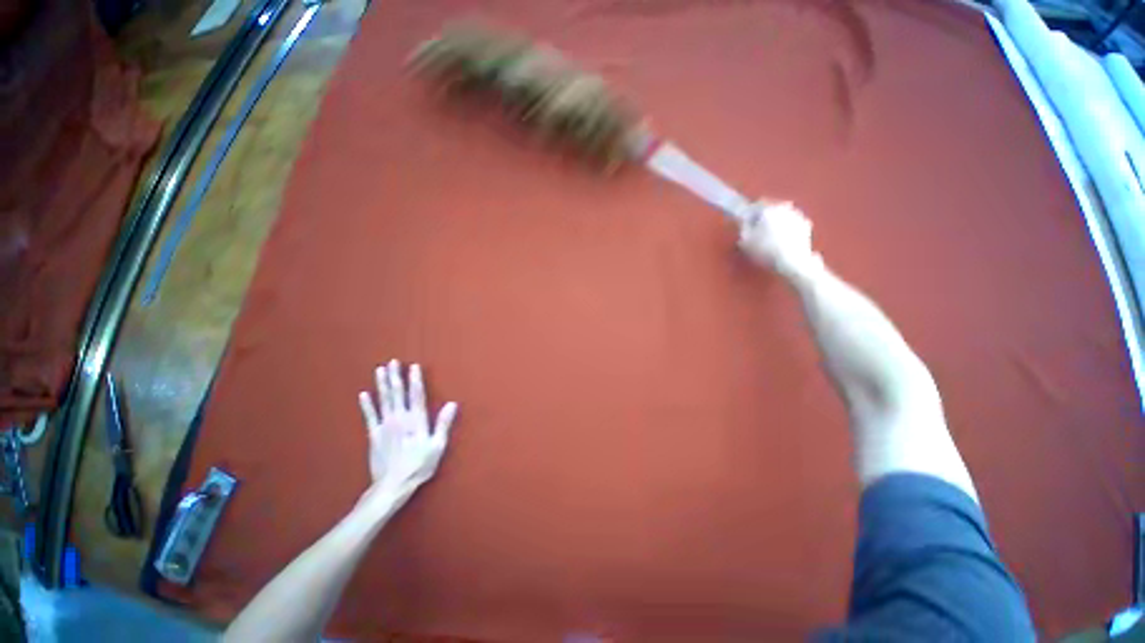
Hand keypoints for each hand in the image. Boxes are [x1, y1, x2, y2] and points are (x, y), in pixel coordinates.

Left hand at [357, 360, 458, 505]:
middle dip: (395, 376)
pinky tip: (363, 394)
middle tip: (393, 361)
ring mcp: (384, 426)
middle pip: (397, 393)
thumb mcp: (437, 446)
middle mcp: (400, 419)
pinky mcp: (373, 435)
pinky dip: (366, 404)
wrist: (392, 485)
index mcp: (416, 420)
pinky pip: (369, 416)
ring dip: (382, 384)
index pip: (416, 395)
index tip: (413, 366)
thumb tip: (452, 404)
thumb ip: (443, 424)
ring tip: (380, 370)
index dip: (415, 380)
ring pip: (383, 400)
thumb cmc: (419, 466)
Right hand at [738, 201, 817, 277]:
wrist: (793, 261)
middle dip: (762, 216)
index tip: (744, 221)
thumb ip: (743, 227)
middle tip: (756, 229)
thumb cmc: (766, 250)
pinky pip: (791, 223)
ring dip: (775, 221)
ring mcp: (797, 215)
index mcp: (768, 209)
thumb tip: (744, 221)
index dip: (748, 213)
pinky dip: (785, 228)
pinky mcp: (806, 225)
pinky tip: (781, 240)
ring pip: (781, 214)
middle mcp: (784, 207)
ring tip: (768, 236)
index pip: (755, 205)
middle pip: (770, 208)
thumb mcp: (745, 241)